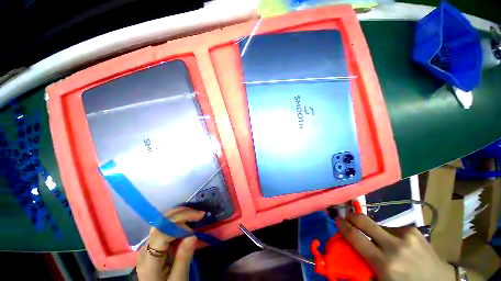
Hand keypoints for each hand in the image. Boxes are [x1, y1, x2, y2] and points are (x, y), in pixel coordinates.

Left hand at [136, 207, 204, 280]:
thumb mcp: (178, 280)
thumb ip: (183, 258)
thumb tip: (193, 235)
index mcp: (148, 260)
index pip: (161, 235)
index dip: (179, 228)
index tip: (194, 231)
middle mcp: (145, 247)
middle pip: (160, 223)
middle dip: (181, 214)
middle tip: (199, 214)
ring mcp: (148, 244)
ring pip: (162, 220)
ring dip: (180, 213)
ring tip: (195, 214)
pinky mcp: (154, 243)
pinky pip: (165, 225)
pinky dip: (177, 219)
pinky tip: (187, 218)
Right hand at [336, 213, 455, 280]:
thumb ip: (365, 269)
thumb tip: (348, 254)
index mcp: (385, 264)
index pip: (356, 237)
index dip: (343, 226)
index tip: (336, 220)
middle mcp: (395, 246)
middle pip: (365, 221)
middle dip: (352, 216)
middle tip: (347, 217)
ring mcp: (407, 235)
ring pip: (379, 225)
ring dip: (375, 231)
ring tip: (382, 243)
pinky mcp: (414, 230)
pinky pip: (393, 228)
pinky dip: (389, 234)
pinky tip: (398, 244)